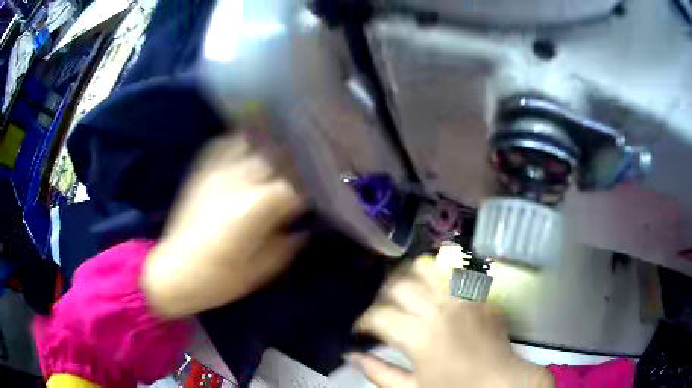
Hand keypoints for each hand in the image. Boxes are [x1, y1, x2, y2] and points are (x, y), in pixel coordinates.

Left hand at [141, 133, 304, 317]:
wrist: (175, 271)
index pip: (300, 184)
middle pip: (281, 156)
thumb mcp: (266, 267)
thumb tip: (305, 225)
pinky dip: (246, 144)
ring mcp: (219, 168)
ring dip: (274, 150)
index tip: (322, 196)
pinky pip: (229, 142)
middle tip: (307, 176)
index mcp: (259, 205)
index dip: (316, 189)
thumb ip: (292, 241)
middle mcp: (241, 178)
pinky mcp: (204, 167)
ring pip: (257, 142)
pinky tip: (252, 154)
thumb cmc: (222, 278)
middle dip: (299, 166)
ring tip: (282, 160)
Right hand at [352, 259, 553, 387]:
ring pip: (426, 268)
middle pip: (399, 286)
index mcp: (420, 335)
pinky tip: (431, 286)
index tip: (362, 330)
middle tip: (381, 312)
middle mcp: (439, 309)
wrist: (500, 382)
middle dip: (382, 297)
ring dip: (408, 275)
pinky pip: (454, 272)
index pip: (379, 315)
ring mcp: (462, 297)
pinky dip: (436, 273)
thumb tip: (351, 356)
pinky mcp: (478, 295)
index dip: (363, 321)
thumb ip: (379, 373)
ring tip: (403, 290)